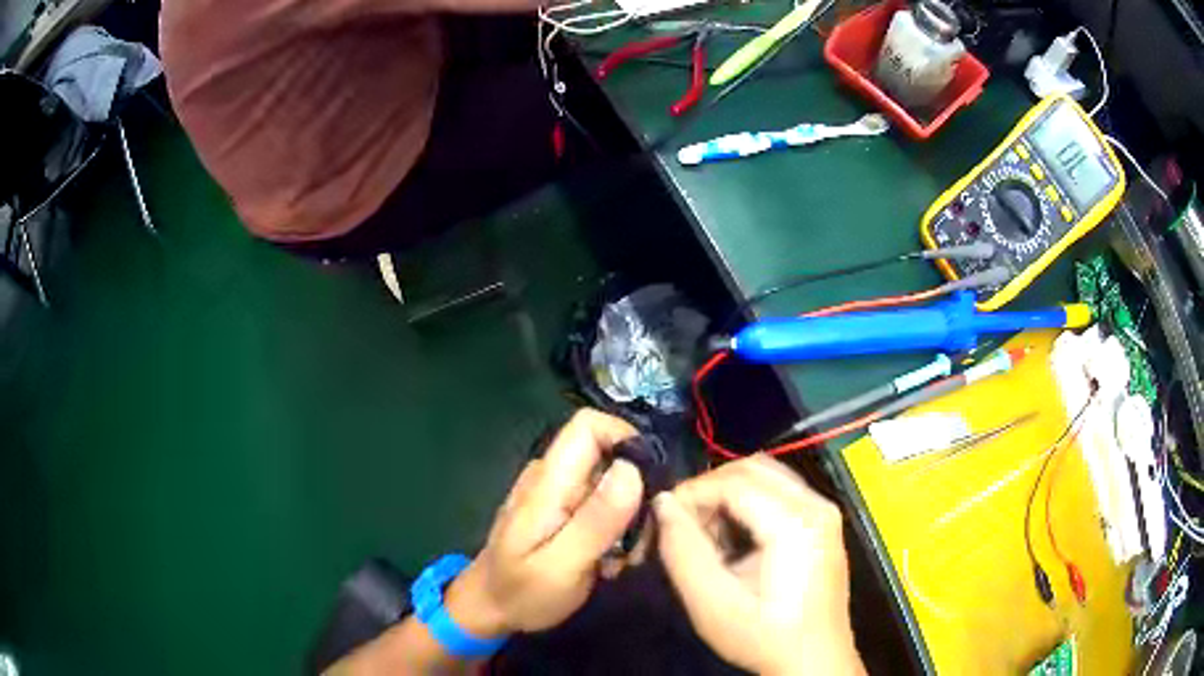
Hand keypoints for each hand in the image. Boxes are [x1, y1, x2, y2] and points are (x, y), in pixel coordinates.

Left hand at [445, 409, 642, 637]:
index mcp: (548, 482)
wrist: (488, 609)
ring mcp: (556, 493)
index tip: (650, 486)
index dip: (627, 440)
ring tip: (623, 559)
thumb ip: (597, 520)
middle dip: (636, 493)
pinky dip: (615, 527)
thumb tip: (632, 469)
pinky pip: (601, 502)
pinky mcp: (562, 510)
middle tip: (638, 543)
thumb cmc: (521, 592)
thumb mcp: (562, 566)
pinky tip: (610, 560)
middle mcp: (551, 477)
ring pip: (611, 481)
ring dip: (628, 517)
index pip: (589, 425)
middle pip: (607, 454)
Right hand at [654, 455, 864, 675]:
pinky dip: (747, 503)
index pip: (733, 481)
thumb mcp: (712, 604)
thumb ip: (683, 551)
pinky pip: (777, 492)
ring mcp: (824, 510)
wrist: (814, 661)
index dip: (690, 494)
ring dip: (726, 495)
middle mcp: (817, 504)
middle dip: (708, 490)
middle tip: (682, 527)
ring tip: (706, 536)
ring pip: (764, 475)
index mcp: (797, 523)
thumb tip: (663, 504)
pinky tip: (734, 540)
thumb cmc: (765, 638)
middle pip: (751, 468)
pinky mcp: (822, 521)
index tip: (662, 520)